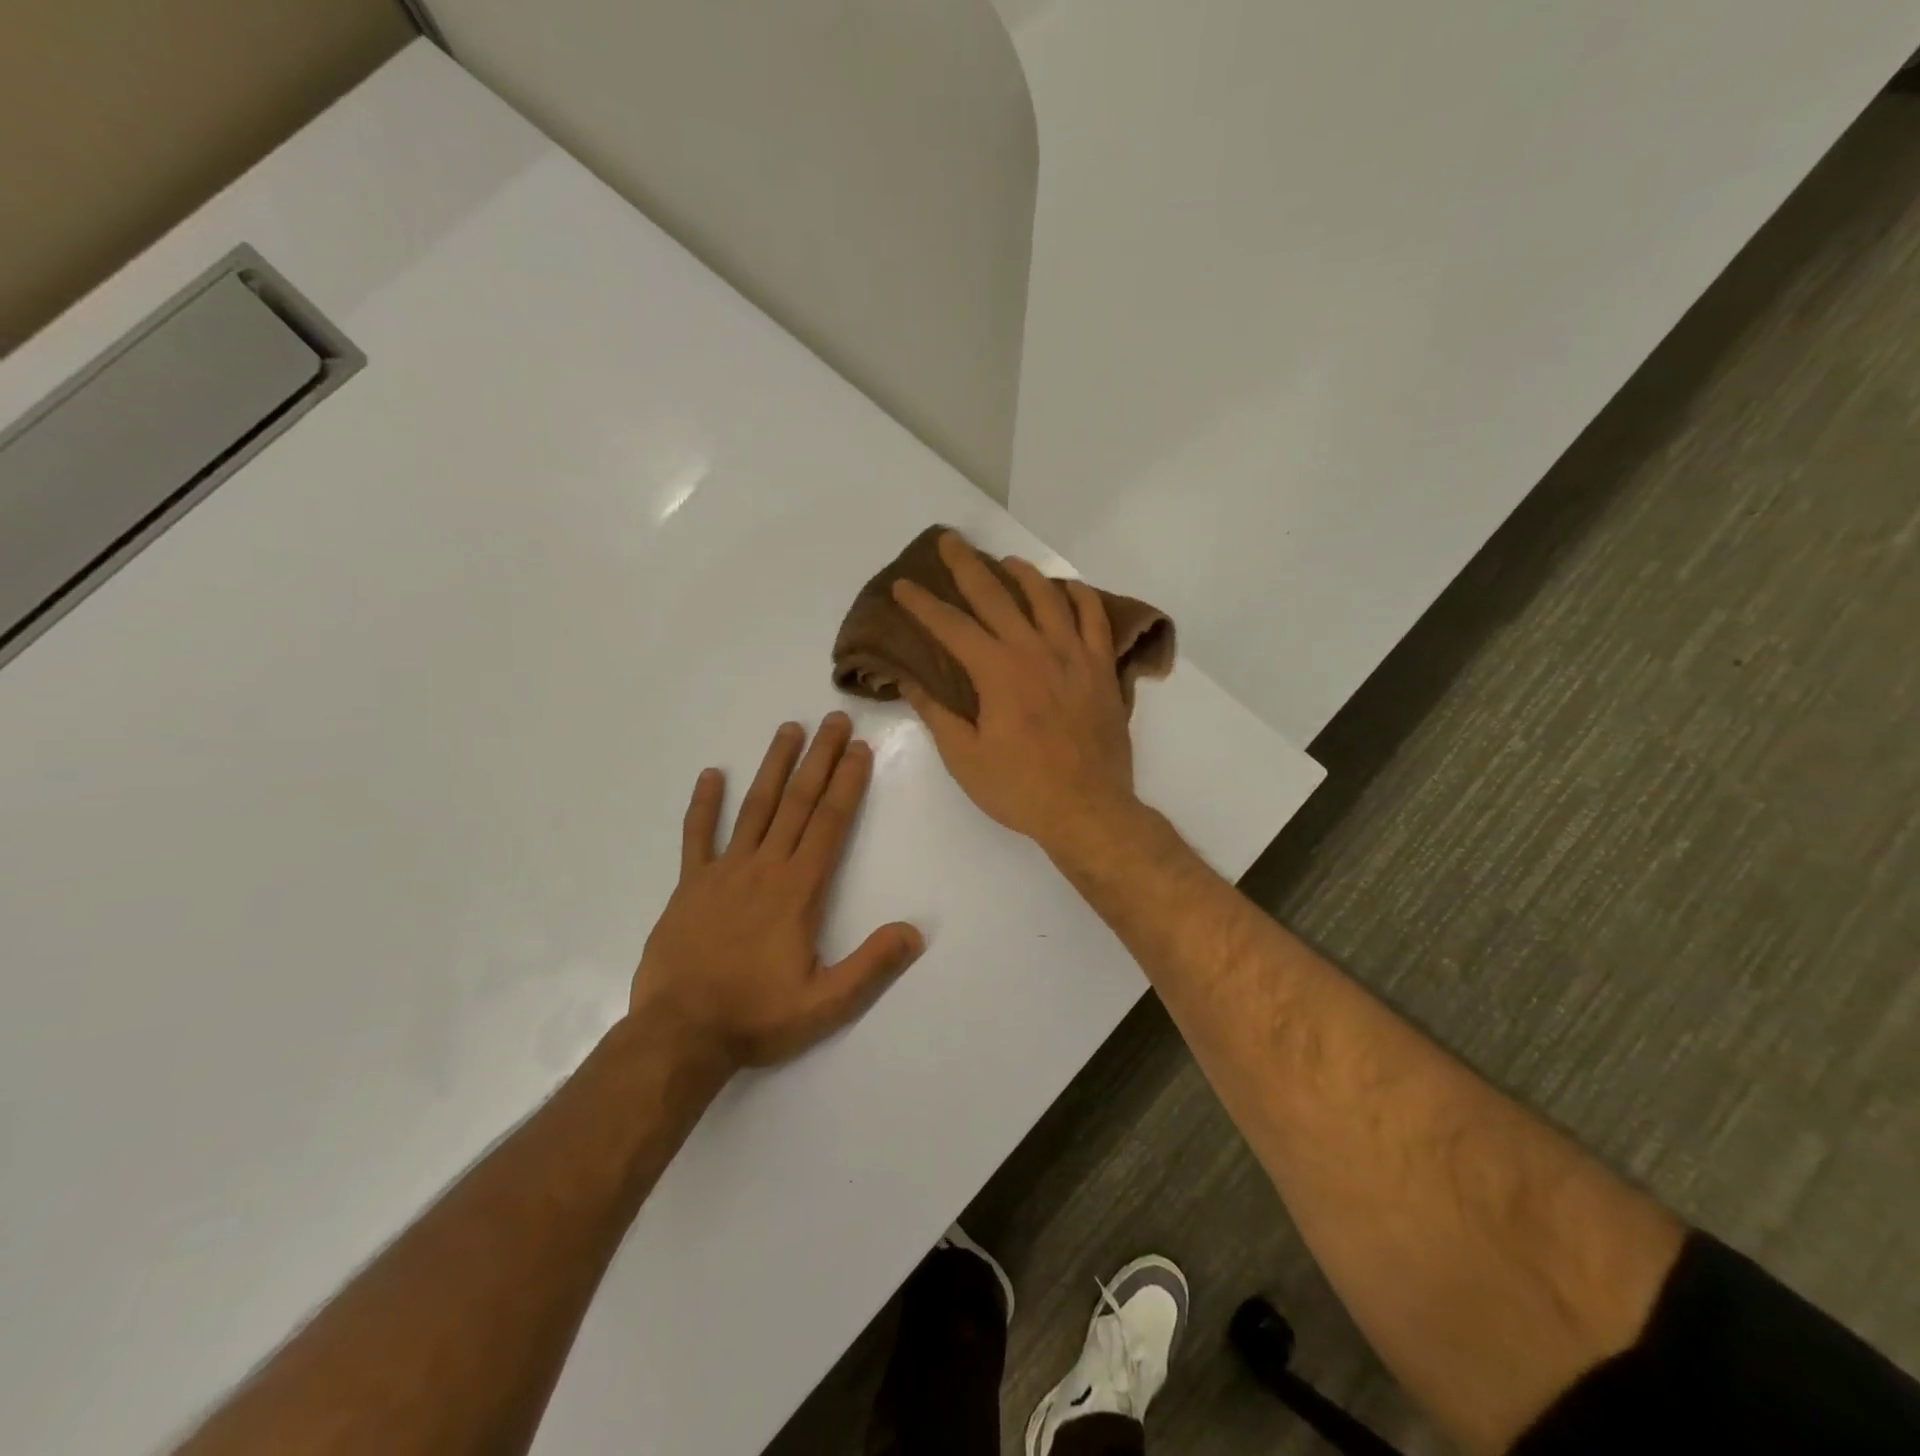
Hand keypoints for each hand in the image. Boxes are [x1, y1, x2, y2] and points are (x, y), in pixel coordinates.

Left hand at [631, 714, 922, 1071]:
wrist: (680, 1033)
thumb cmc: (757, 1016)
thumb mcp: (826, 1003)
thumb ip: (871, 965)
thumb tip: (915, 932)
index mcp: (798, 889)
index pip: (830, 823)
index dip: (847, 783)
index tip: (858, 749)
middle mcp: (764, 867)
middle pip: (797, 803)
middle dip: (819, 759)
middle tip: (833, 720)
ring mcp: (723, 872)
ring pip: (754, 808)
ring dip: (773, 767)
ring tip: (788, 730)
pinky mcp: (689, 885)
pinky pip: (696, 836)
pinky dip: (703, 805)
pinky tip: (710, 775)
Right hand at [892, 531, 1139, 857]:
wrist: (1088, 810)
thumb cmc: (1019, 788)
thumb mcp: (965, 758)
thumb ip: (937, 714)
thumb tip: (909, 681)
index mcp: (997, 671)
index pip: (951, 626)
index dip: (922, 604)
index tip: (902, 585)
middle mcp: (1034, 650)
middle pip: (996, 595)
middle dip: (966, 566)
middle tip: (948, 541)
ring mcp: (1073, 655)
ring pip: (1047, 597)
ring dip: (1022, 573)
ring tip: (1005, 562)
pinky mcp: (1101, 669)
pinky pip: (1093, 619)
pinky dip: (1079, 597)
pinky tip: (1067, 589)